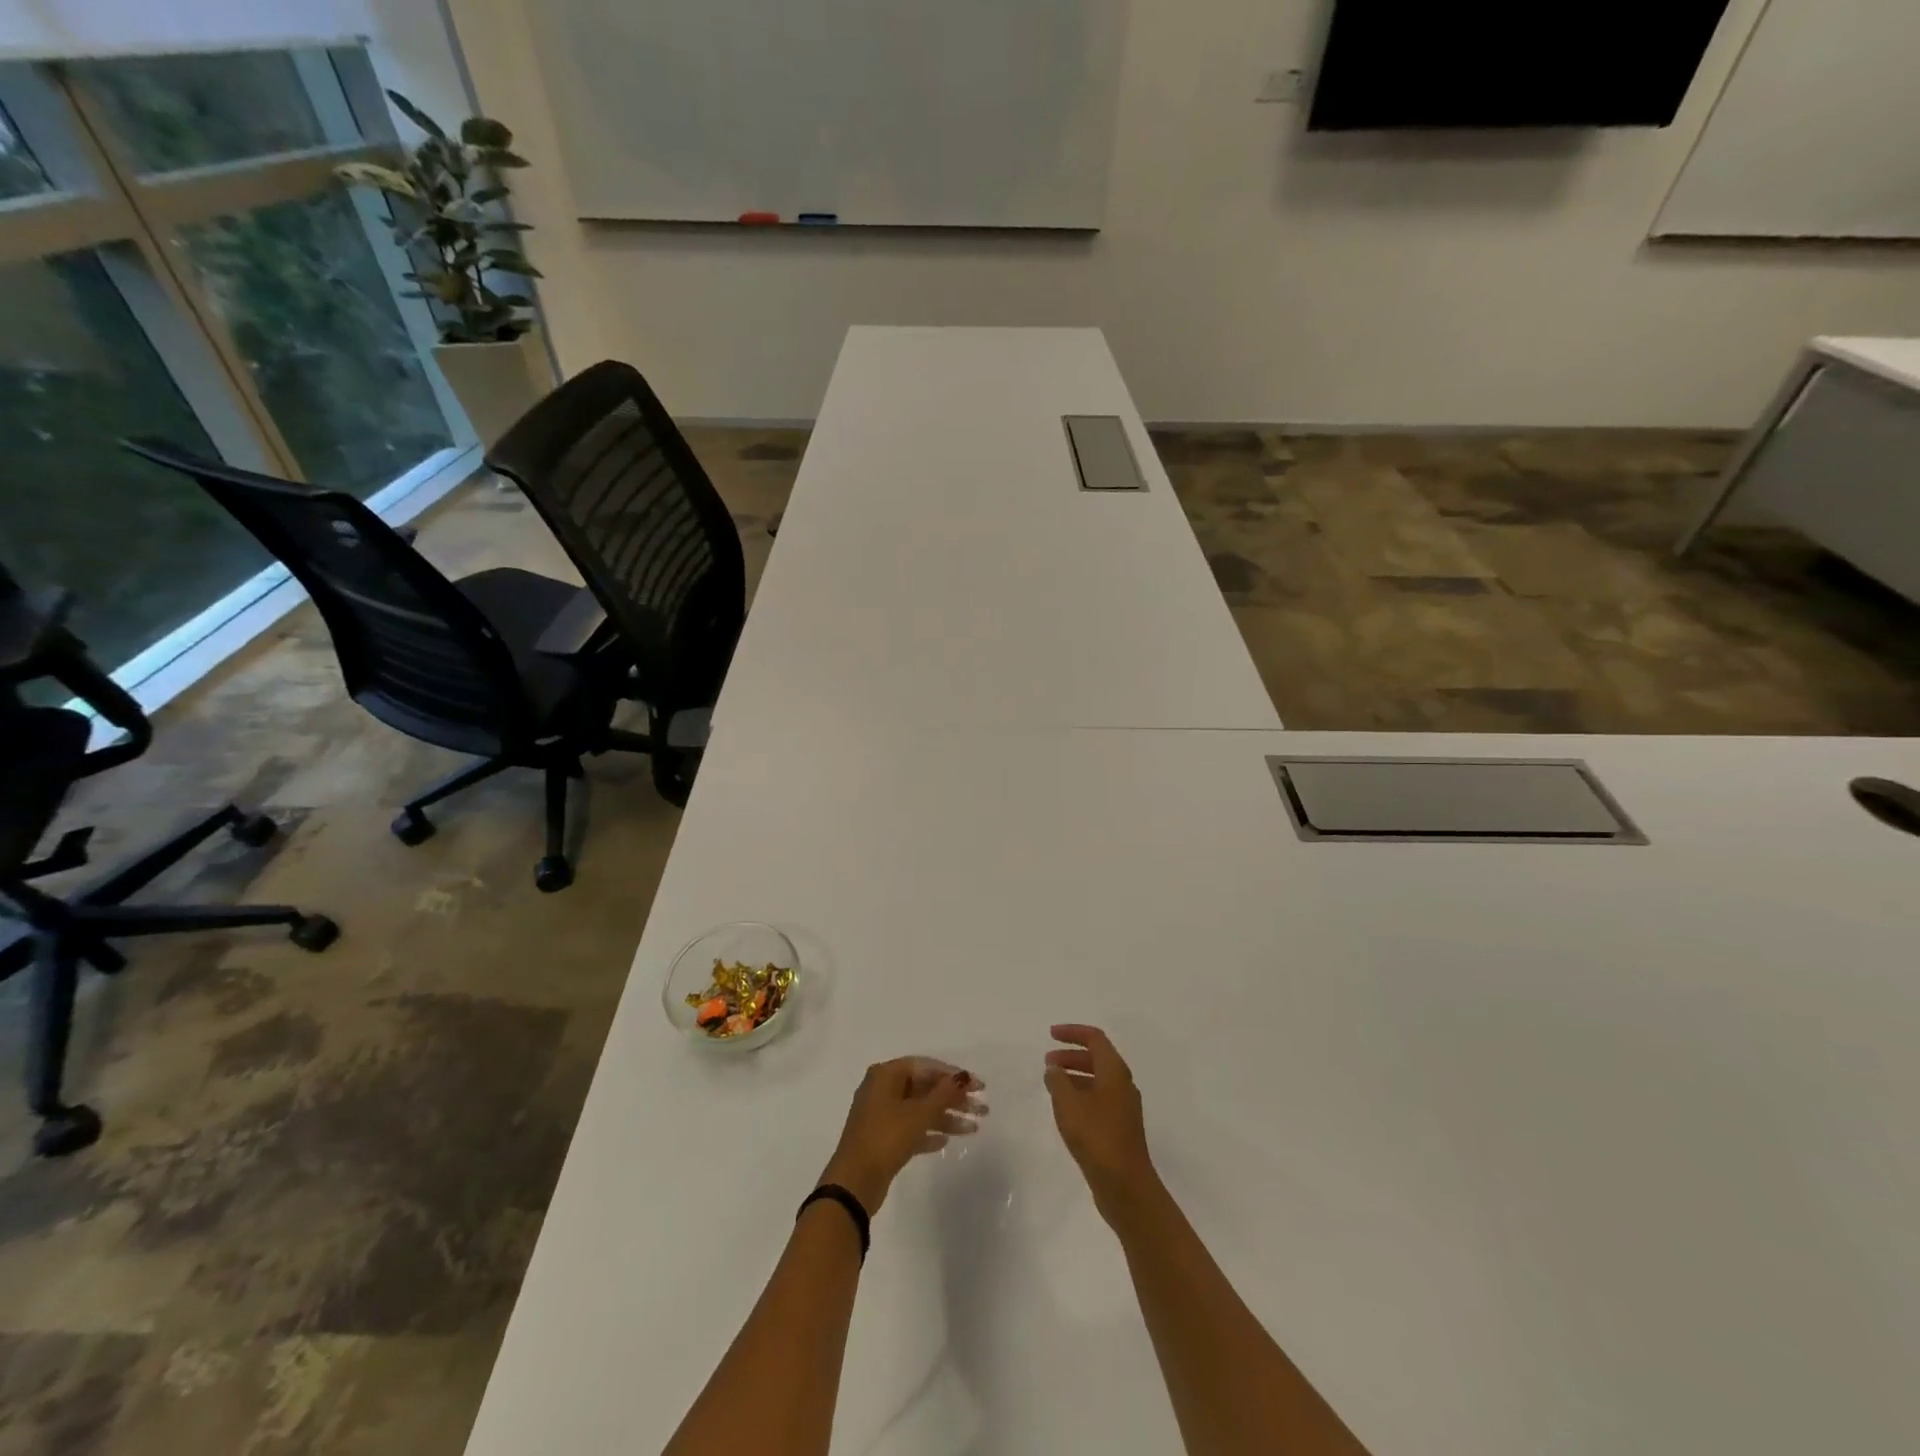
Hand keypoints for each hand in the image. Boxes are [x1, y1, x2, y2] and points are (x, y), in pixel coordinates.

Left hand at [820, 1058, 983, 1212]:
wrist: (854, 1182)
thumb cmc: (886, 1138)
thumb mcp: (919, 1114)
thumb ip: (943, 1094)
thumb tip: (963, 1077)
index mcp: (886, 1074)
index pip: (927, 1066)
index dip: (954, 1075)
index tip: (979, 1087)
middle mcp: (882, 1089)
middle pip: (925, 1088)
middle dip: (953, 1099)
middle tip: (982, 1110)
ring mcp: (881, 1115)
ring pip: (920, 1110)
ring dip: (946, 1118)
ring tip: (972, 1129)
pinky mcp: (882, 1138)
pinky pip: (910, 1129)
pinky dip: (928, 1133)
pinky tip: (945, 1142)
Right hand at [1045, 1024, 1158, 1221]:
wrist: (1126, 1186)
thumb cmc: (1096, 1136)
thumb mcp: (1068, 1103)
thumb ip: (1058, 1080)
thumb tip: (1054, 1067)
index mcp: (1114, 1071)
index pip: (1095, 1038)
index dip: (1072, 1032)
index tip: (1051, 1034)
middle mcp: (1122, 1084)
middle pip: (1097, 1058)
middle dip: (1071, 1055)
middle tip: (1048, 1061)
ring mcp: (1123, 1107)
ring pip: (1098, 1080)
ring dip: (1074, 1075)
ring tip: (1051, 1084)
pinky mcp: (1120, 1128)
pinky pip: (1099, 1099)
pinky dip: (1080, 1095)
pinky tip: (1065, 1110)